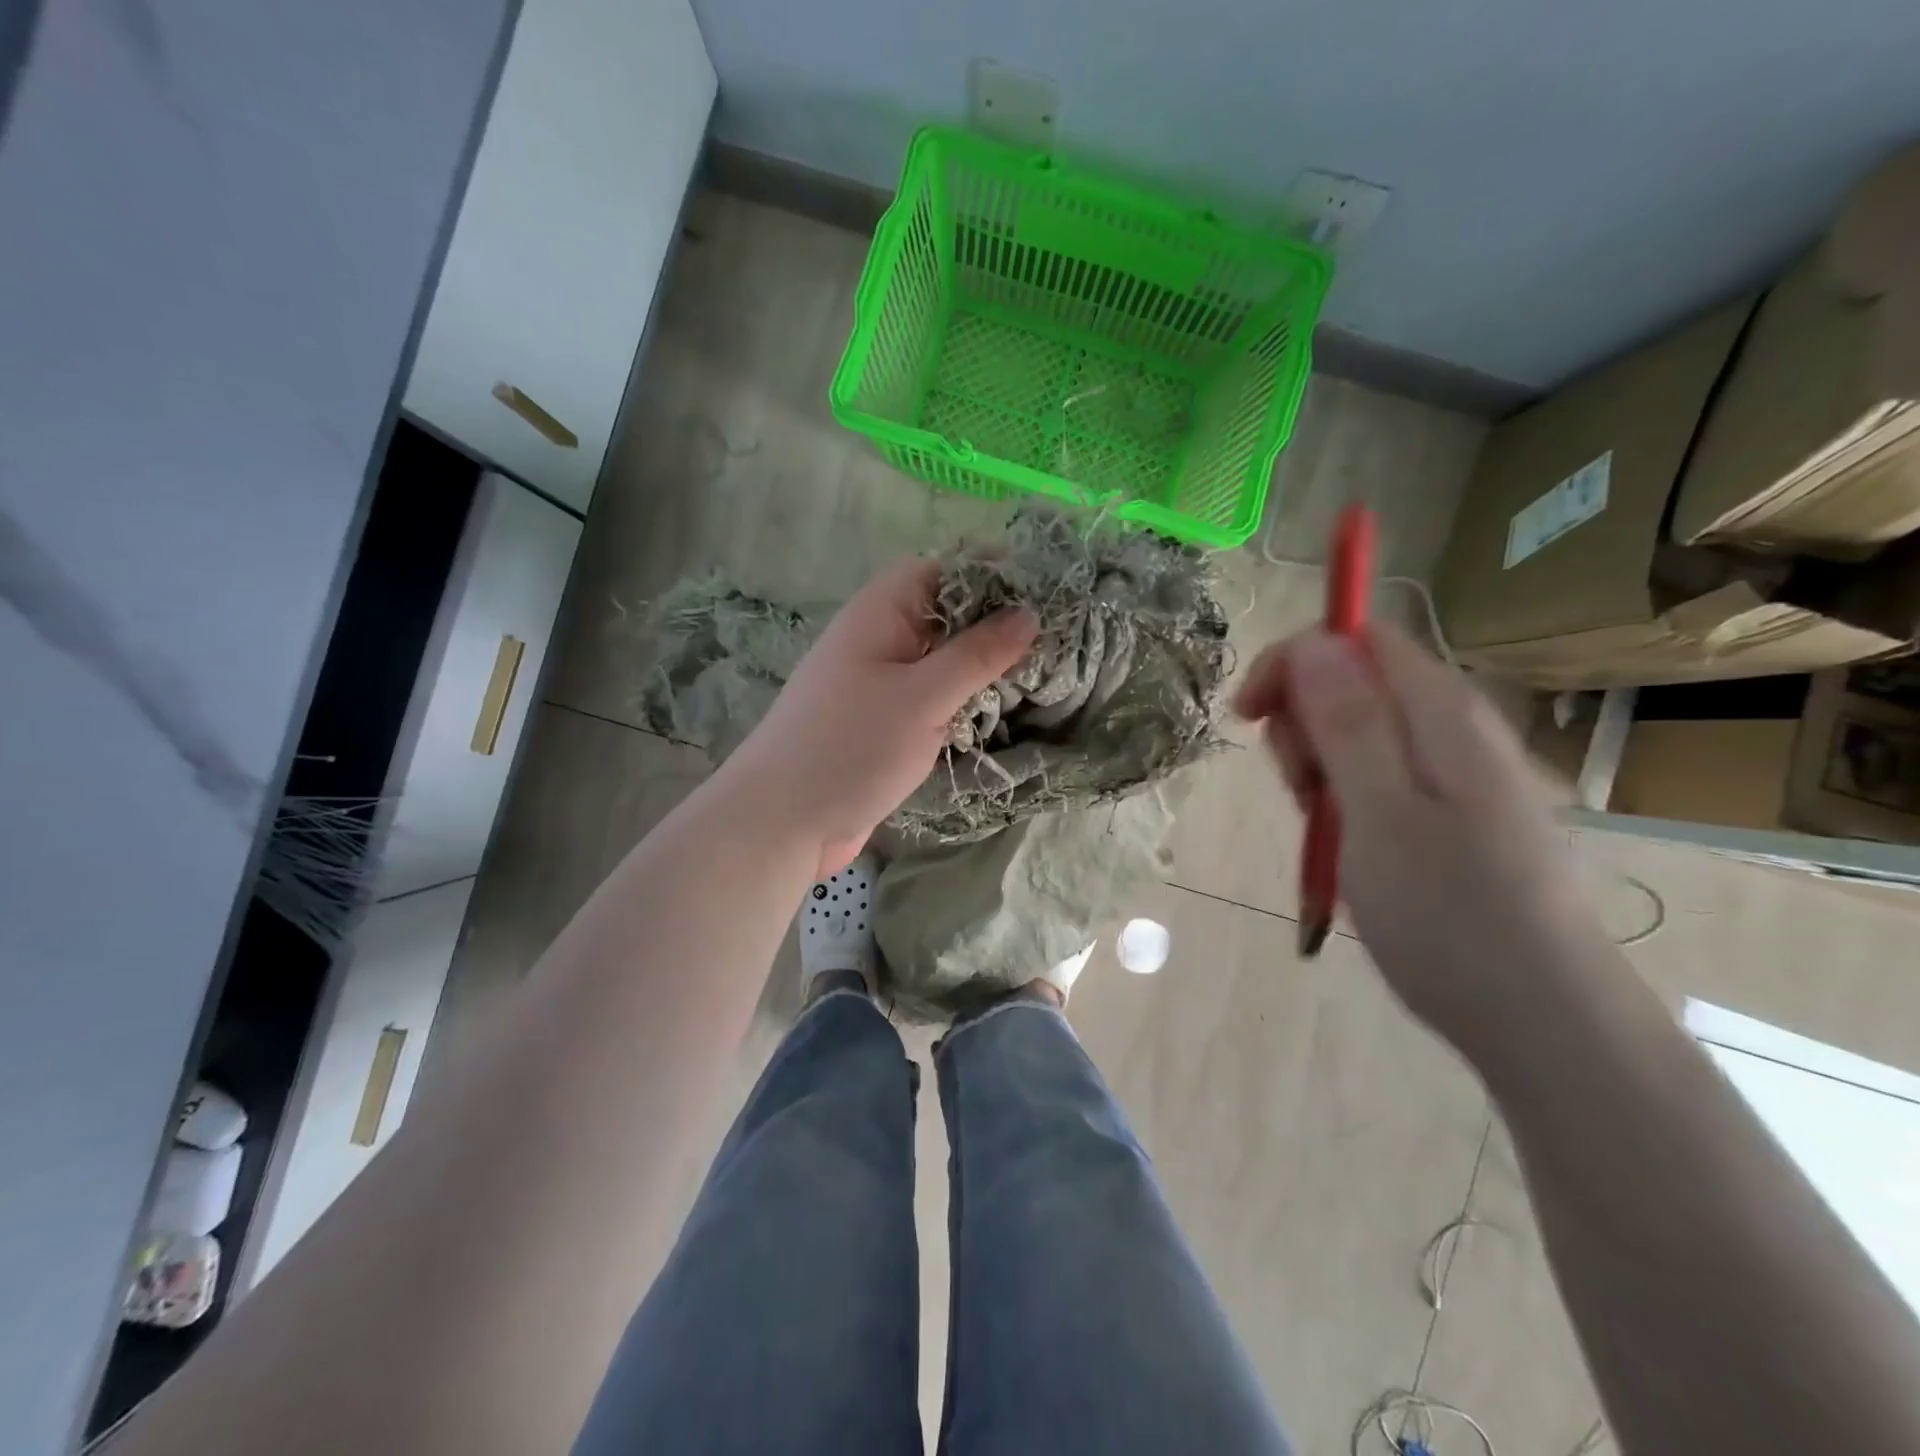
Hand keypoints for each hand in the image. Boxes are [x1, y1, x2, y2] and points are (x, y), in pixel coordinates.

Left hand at [724, 558, 1037, 876]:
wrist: (783, 821)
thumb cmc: (851, 746)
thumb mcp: (923, 696)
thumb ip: (978, 654)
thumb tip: (1029, 613)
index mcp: (880, 613)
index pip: (941, 570)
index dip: (989, 573)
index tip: (1043, 591)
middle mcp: (879, 639)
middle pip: (944, 615)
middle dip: (993, 623)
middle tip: (1053, 638)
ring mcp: (879, 683)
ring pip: (940, 659)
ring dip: (980, 666)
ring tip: (1039, 672)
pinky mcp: (883, 723)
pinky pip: (930, 696)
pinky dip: (961, 699)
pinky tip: (997, 710)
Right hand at [1233, 622, 1613, 1055]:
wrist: (1542, 1020)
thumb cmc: (1450, 915)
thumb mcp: (1380, 812)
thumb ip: (1347, 721)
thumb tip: (1311, 641)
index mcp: (1440, 713)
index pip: (1353, 639)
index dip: (1292, 663)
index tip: (1250, 719)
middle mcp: (1453, 728)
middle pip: (1352, 684)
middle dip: (1303, 726)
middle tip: (1301, 792)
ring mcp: (1457, 772)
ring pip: (1358, 734)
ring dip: (1318, 770)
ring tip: (1325, 830)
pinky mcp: (1454, 812)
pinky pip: (1378, 777)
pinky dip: (1344, 801)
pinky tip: (1347, 846)